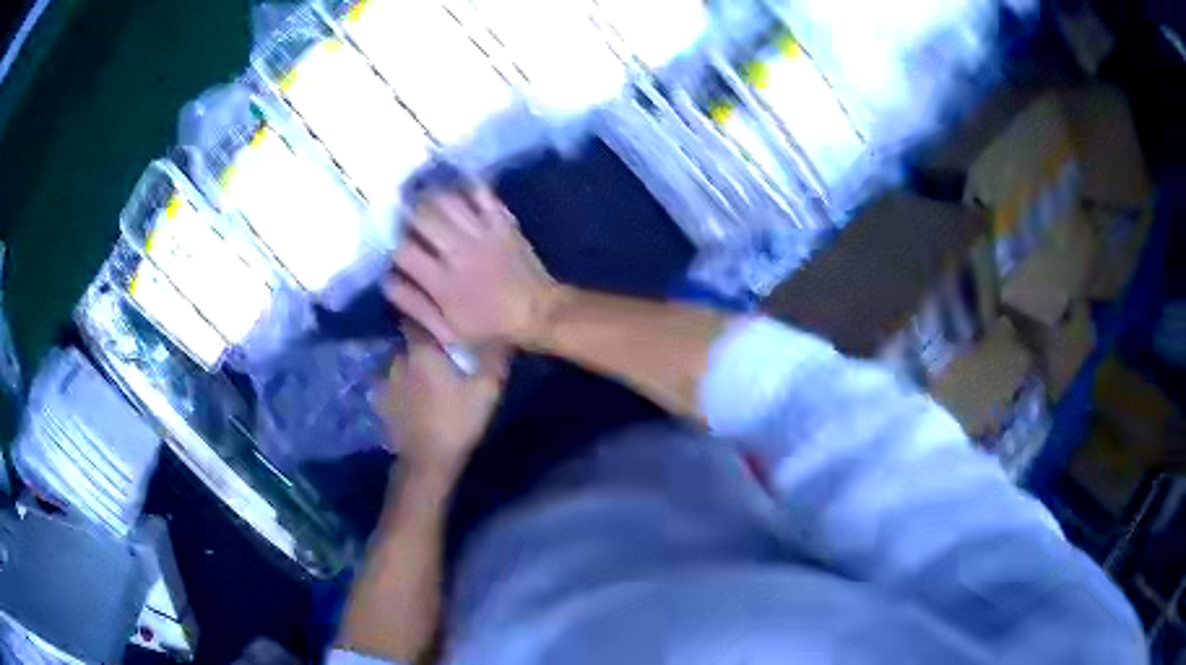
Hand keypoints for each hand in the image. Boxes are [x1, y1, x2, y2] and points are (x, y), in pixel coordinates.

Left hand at [380, 325, 509, 482]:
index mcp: (422, 349)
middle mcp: (398, 358)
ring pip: (400, 362)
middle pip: (409, 341)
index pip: (417, 317)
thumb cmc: (459, 420)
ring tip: (427, 379)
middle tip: (440, 354)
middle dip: (422, 344)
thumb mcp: (487, 389)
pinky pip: (391, 384)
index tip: (440, 319)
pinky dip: (401, 387)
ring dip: (411, 366)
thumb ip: (493, 357)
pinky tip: (413, 399)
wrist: (428, 461)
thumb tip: (500, 333)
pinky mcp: (380, 402)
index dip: (428, 316)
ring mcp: (385, 380)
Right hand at [385, 188, 559, 347]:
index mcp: (441, 281)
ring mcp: (482, 232)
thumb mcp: (448, 330)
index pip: (404, 251)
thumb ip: (415, 305)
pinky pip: (481, 195)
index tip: (392, 245)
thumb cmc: (491, 328)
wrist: (539, 312)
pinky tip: (457, 193)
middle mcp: (458, 251)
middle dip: (407, 215)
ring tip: (425, 202)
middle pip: (422, 217)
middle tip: (404, 216)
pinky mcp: (502, 222)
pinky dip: (466, 189)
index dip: (393, 245)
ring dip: (431, 198)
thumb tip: (387, 281)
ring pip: (447, 200)